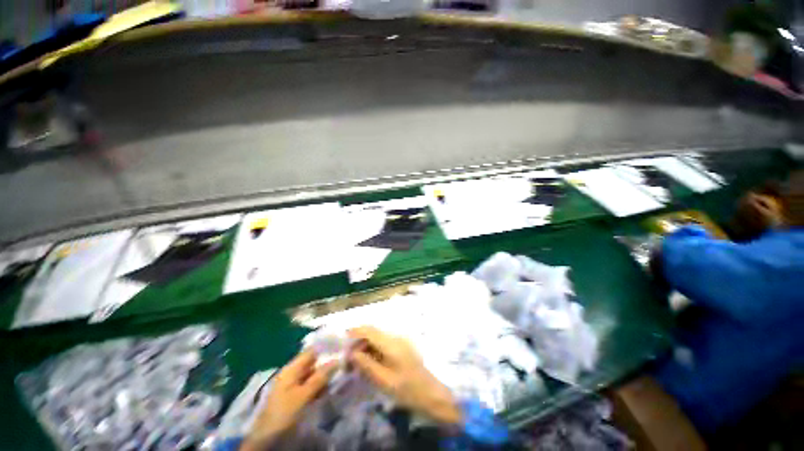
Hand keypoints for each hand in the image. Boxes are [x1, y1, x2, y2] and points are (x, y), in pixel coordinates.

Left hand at [242, 350, 336, 450]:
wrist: (266, 441)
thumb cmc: (284, 413)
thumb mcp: (303, 395)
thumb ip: (320, 377)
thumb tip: (337, 360)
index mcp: (291, 369)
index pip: (311, 351)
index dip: (326, 348)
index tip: (342, 347)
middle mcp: (292, 373)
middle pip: (312, 363)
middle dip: (327, 363)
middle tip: (345, 362)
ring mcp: (292, 386)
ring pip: (313, 375)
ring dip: (325, 376)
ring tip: (340, 375)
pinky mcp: (295, 397)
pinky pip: (310, 386)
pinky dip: (320, 386)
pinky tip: (329, 389)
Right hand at [348, 326, 461, 426]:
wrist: (431, 394)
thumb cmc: (408, 390)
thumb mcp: (384, 381)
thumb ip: (366, 364)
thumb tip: (351, 353)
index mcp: (391, 343)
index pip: (370, 330)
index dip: (355, 332)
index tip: (341, 340)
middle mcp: (396, 337)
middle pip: (373, 332)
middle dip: (358, 342)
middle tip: (347, 359)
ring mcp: (400, 341)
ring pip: (377, 337)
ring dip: (365, 346)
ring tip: (355, 363)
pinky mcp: (402, 347)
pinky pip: (383, 343)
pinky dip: (373, 349)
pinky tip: (368, 362)